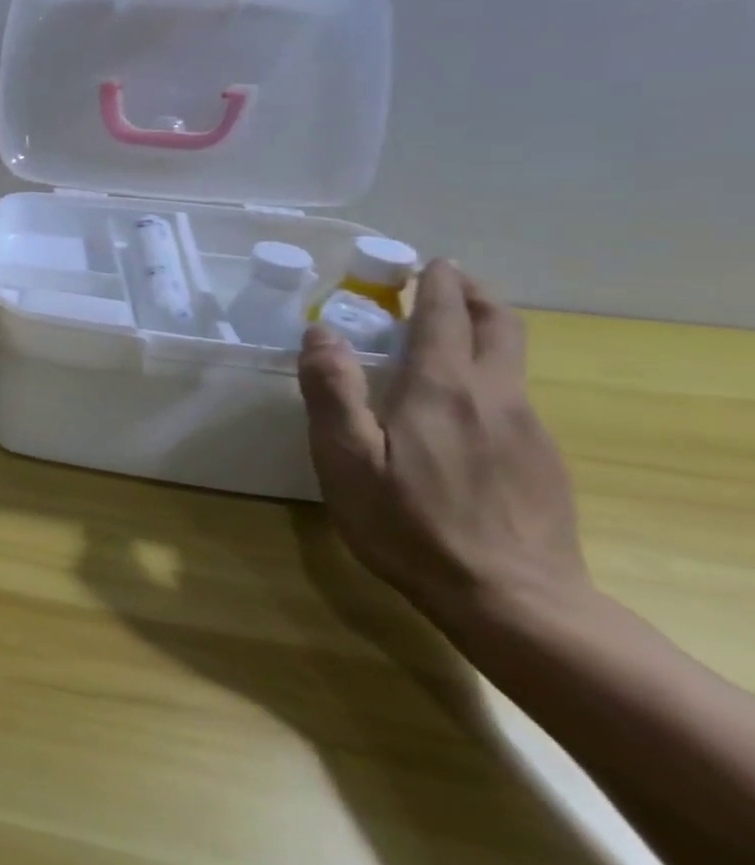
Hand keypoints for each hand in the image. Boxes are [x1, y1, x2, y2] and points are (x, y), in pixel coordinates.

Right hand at [297, 258, 591, 640]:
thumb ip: (332, 391)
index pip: (447, 315)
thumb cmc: (411, 526)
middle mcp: (495, 397)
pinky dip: (489, 376)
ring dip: (484, 332)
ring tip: (445, 336)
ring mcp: (528, 430)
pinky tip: (460, 407)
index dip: (436, 283)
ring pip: (512, 360)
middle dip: (474, 293)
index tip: (424, 262)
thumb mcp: (348, 460)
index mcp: (443, 389)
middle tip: (444, 280)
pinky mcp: (543, 462)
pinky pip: (514, 399)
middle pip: (501, 325)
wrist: (515, 603)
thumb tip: (321, 331)